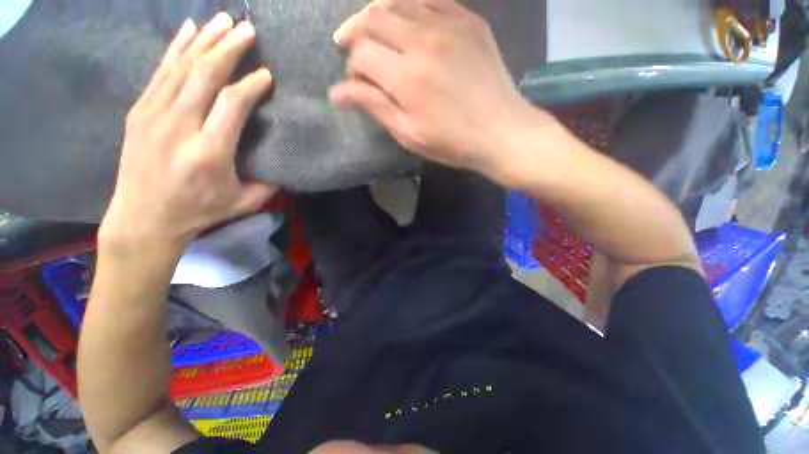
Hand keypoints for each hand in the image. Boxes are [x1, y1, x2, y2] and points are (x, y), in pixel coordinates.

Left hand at [101, 13, 276, 253]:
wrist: (144, 218)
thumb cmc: (200, 211)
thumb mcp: (244, 202)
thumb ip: (269, 183)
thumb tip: (284, 162)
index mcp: (210, 152)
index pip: (233, 104)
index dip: (252, 84)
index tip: (267, 75)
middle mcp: (179, 126)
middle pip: (205, 74)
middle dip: (228, 48)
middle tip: (247, 28)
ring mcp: (153, 115)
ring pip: (182, 66)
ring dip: (205, 40)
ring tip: (223, 20)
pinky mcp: (139, 111)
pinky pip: (161, 71)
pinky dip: (176, 48)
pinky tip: (189, 30)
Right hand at [330, 0, 544, 174]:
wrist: (501, 132)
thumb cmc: (453, 142)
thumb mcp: (409, 134)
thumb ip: (374, 106)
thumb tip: (337, 92)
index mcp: (406, 77)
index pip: (362, 54)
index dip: (352, 66)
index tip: (356, 82)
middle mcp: (424, 40)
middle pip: (374, 18)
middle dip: (356, 33)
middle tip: (353, 49)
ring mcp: (450, 24)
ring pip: (399, 2)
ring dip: (379, 15)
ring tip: (374, 33)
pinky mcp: (470, 21)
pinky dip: (411, 7)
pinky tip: (407, 22)